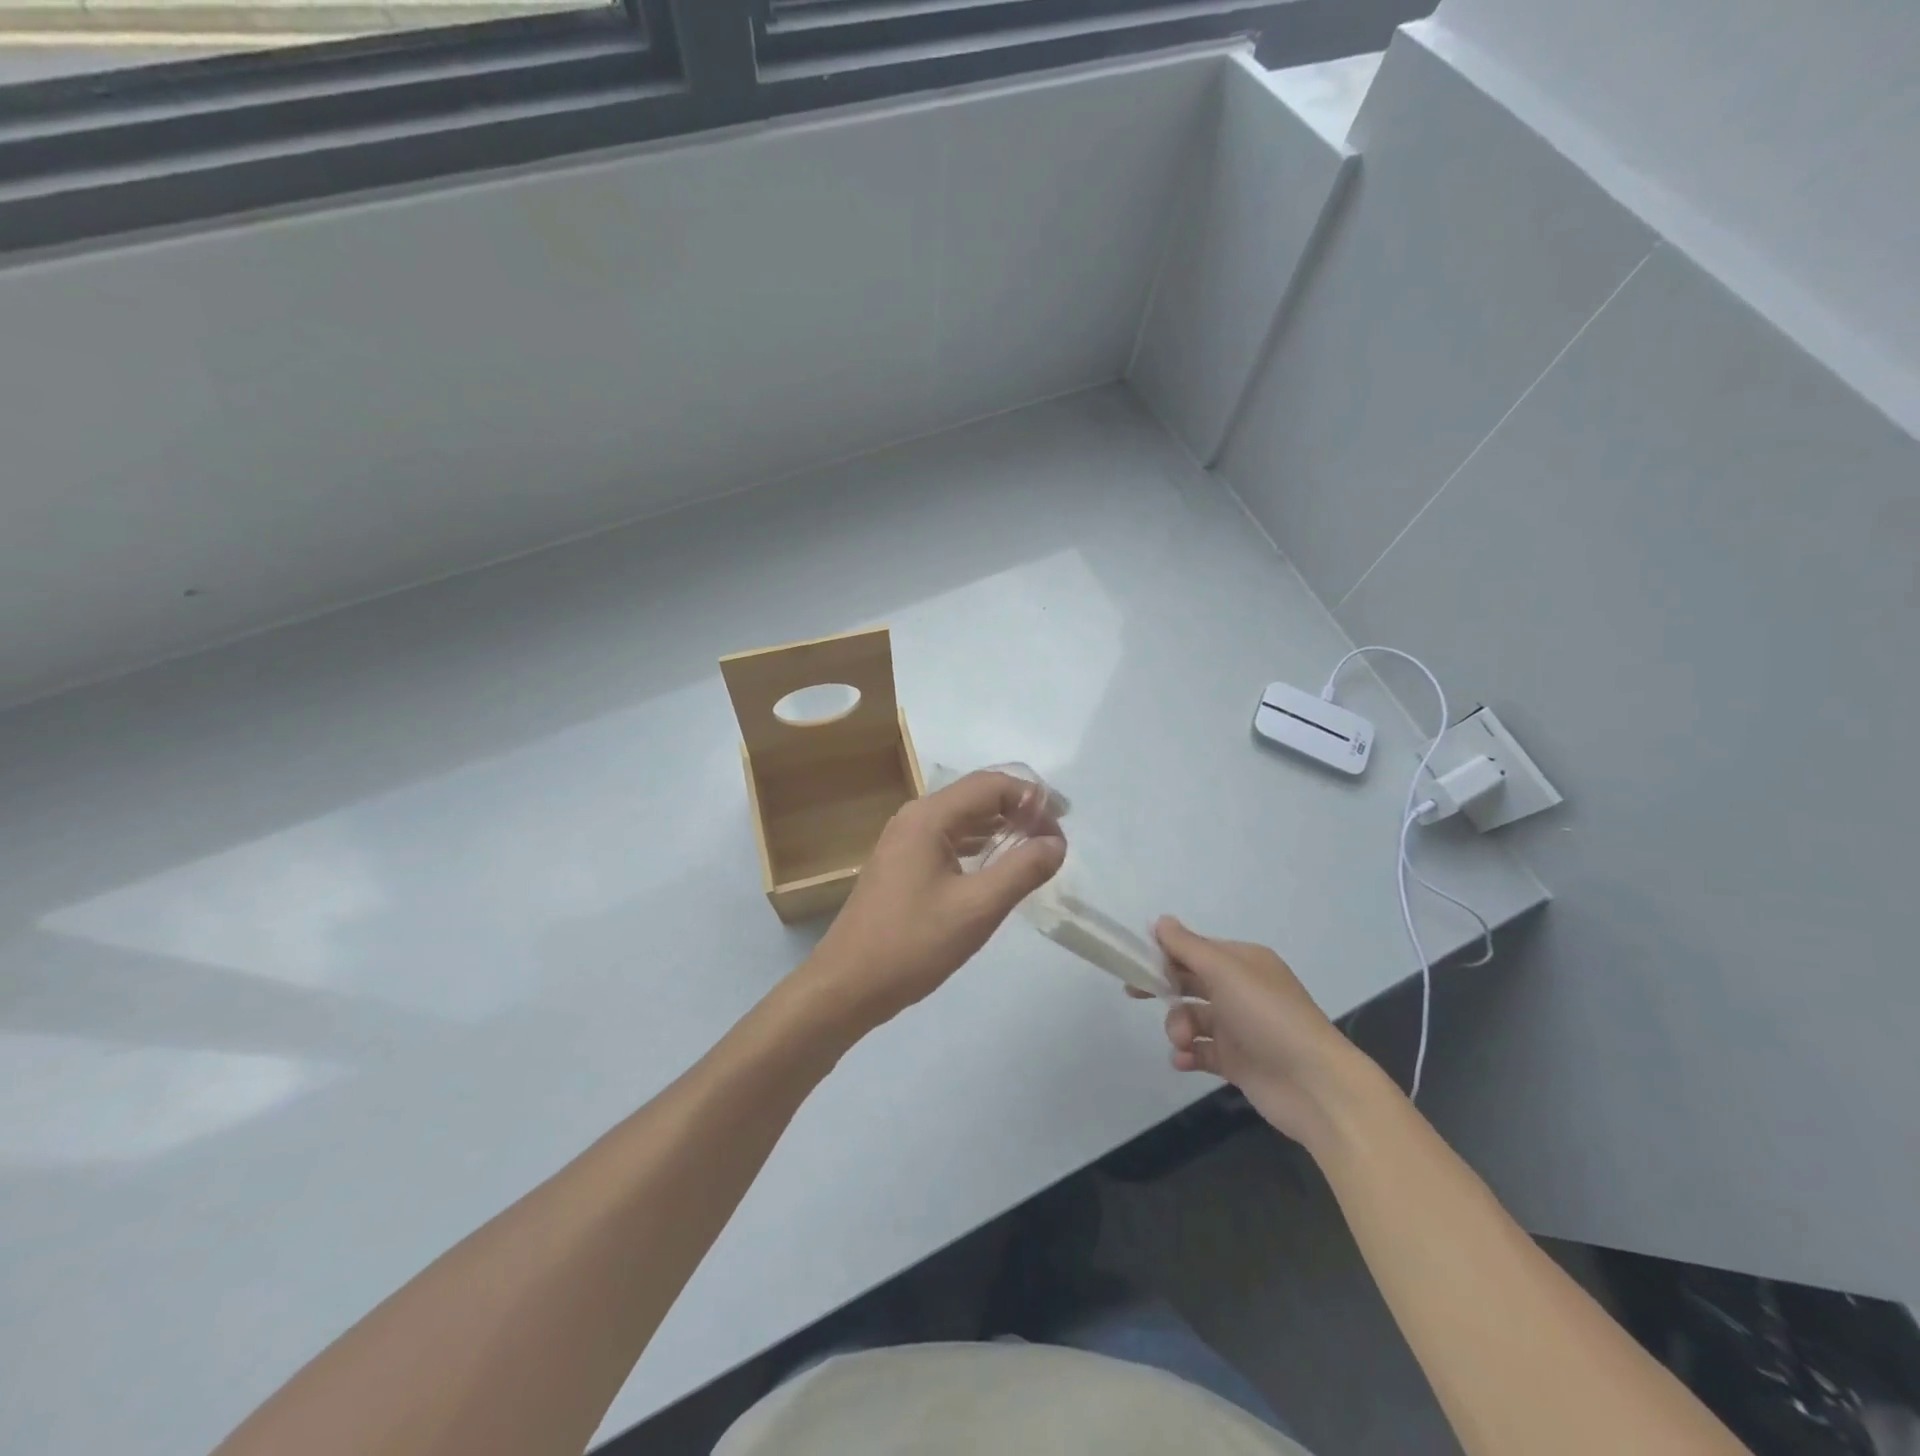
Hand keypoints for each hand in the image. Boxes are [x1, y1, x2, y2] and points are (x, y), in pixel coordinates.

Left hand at [805, 771, 1065, 1029]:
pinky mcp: (901, 864)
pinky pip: (948, 840)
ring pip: (962, 819)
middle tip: (1054, 838)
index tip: (1064, 824)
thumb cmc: (913, 944)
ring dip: (1000, 827)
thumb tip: (1056, 843)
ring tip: (1035, 850)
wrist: (847, 984)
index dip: (1032, 797)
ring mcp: (904, 841)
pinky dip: (979, 845)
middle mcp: (914, 818)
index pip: (991, 785)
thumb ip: (1022, 870)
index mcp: (929, 817)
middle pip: (976, 796)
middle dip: (1019, 809)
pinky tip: (998, 866)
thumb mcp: (977, 908)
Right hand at [1148, 916, 1369, 1148]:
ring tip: (1182, 1041)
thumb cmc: (1268, 1017)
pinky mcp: (1237, 1062)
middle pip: (1190, 982)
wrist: (1315, 1086)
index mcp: (1243, 963)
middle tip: (1134, 993)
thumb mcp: (1225, 972)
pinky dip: (1188, 1054)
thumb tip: (1160, 920)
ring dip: (1178, 1027)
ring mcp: (1239, 1027)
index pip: (1195, 949)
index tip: (1136, 961)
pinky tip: (1183, 1059)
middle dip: (1164, 989)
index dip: (1165, 953)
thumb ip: (1187, 946)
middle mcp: (1241, 990)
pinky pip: (1201, 1051)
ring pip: (1192, 1017)